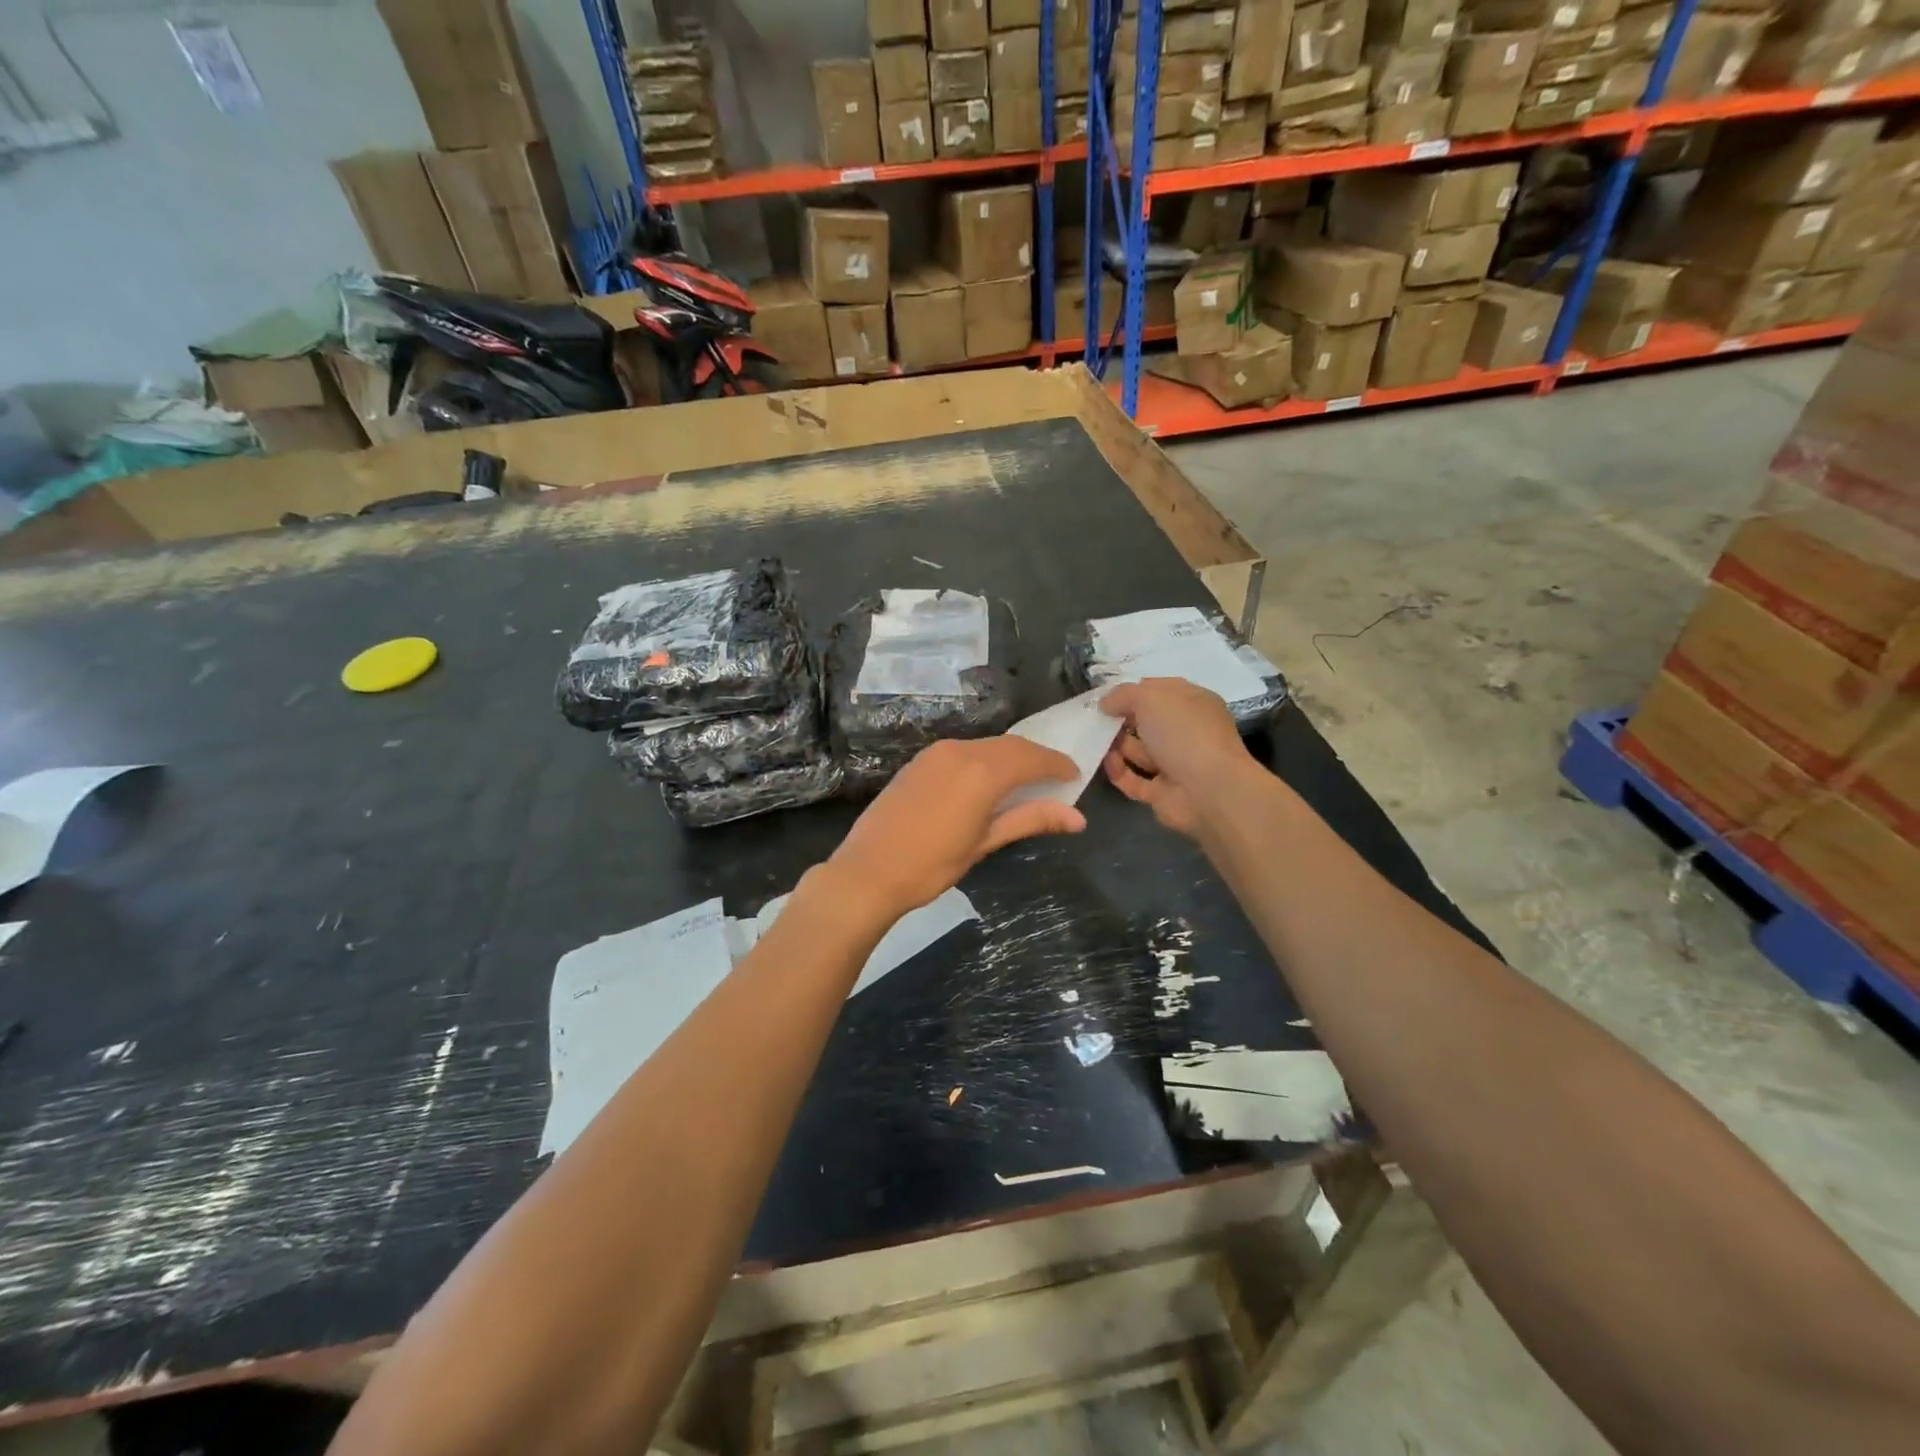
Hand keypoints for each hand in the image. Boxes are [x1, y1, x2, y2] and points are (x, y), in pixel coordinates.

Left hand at [827, 737, 1086, 921]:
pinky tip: (988, 781)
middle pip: (1011, 746)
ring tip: (1027, 781)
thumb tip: (1077, 817)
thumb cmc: (931, 865)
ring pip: (986, 746)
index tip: (1075, 775)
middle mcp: (961, 751)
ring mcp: (936, 753)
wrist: (868, 870)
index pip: (1032, 758)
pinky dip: (985, 760)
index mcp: (982, 771)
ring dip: (1010, 758)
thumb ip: (1030, 820)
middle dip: (1036, 758)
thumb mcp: (985, 843)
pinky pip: (964, 751)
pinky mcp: (920, 761)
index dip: (1057, 764)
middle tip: (1056, 778)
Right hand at [1099, 678, 1254, 836]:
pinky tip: (1104, 763)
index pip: (1157, 690)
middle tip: (1093, 720)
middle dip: (1119, 720)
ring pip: (1138, 750)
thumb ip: (1123, 695)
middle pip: (1145, 721)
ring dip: (1115, 745)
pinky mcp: (1162, 792)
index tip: (1103, 697)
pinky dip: (1118, 771)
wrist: (1209, 791)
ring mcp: (1175, 763)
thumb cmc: (1183, 734)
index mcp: (1191, 702)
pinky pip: (1133, 779)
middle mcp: (1185, 731)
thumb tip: (1105, 704)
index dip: (1131, 691)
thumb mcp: (1150, 698)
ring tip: (1092, 741)